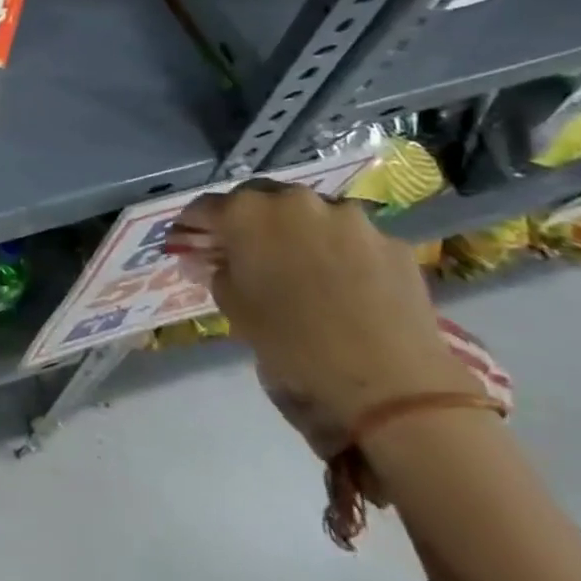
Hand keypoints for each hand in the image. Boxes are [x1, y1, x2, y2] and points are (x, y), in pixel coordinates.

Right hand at [177, 182, 474, 441]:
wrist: (389, 381)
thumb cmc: (292, 342)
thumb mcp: (234, 307)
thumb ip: (218, 272)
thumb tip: (212, 260)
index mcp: (247, 213)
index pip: (206, 207)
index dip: (194, 225)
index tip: (190, 240)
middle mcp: (294, 200)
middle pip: (260, 199)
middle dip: (249, 220)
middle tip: (247, 249)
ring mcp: (348, 216)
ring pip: (311, 214)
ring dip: (299, 232)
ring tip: (301, 266)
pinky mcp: (390, 240)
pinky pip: (352, 238)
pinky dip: (342, 252)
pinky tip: (345, 283)